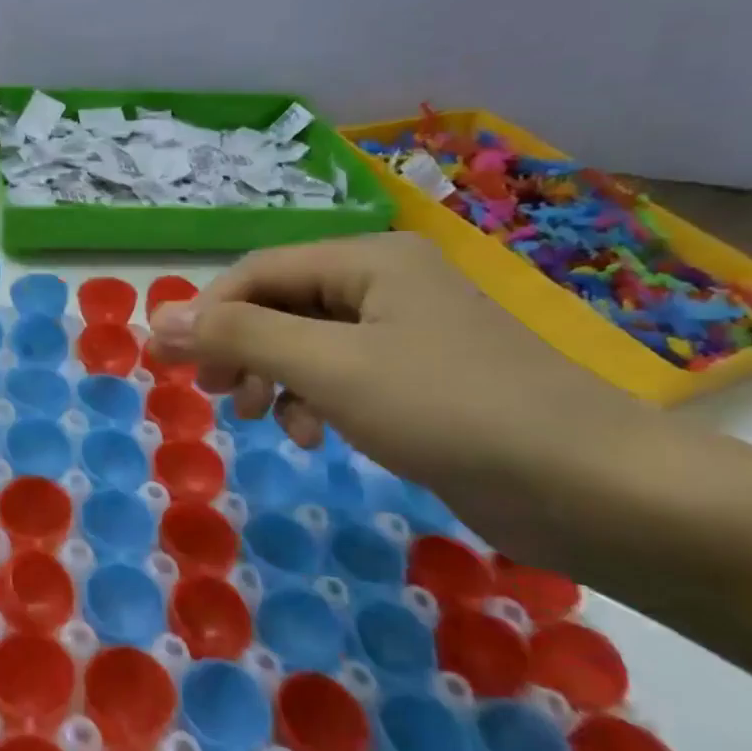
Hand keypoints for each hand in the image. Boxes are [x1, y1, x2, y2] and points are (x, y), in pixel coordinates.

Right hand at [145, 232, 643, 492]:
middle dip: (240, 349)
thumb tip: (155, 318)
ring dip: (274, 379)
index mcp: (368, 260)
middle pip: (281, 305)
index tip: (168, 362)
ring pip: (306, 344)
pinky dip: (315, 402)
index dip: (206, 313)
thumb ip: (240, 338)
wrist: (595, 490)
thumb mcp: (330, 367)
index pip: (258, 272)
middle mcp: (385, 285)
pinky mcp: (420, 382)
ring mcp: (405, 334)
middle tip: (214, 394)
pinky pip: (341, 377)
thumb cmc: (451, 410)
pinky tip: (316, 437)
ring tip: (264, 421)